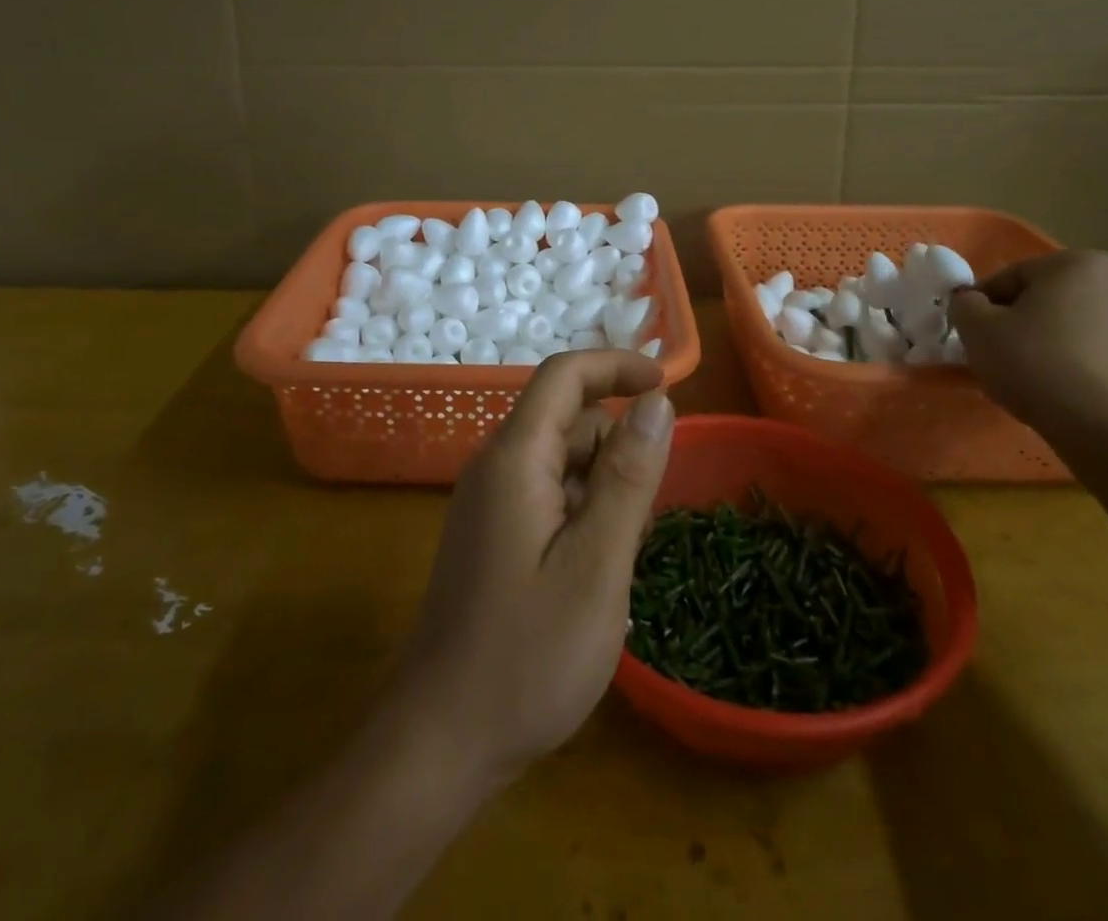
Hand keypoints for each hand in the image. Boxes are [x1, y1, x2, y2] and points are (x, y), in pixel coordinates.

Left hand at [388, 351, 675, 786]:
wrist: (440, 742)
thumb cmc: (526, 656)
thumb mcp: (596, 565)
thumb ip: (628, 478)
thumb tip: (657, 402)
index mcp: (515, 458)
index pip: (564, 376)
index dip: (616, 366)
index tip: (667, 385)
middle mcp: (495, 467)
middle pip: (566, 419)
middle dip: (616, 446)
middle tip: (646, 516)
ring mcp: (489, 503)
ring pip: (561, 461)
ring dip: (602, 485)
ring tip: (622, 555)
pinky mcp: (491, 535)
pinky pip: (547, 495)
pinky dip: (582, 511)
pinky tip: (595, 570)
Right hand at [949, 249, 1107, 435]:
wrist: (1107, 430)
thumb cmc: (1035, 364)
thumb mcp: (976, 328)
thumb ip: (964, 304)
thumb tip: (971, 302)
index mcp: (1077, 263)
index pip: (1010, 278)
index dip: (983, 305)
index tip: (972, 333)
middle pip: (1046, 298)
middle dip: (1020, 321)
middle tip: (999, 353)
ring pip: (1074, 324)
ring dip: (1049, 340)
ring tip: (1030, 375)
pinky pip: (1099, 351)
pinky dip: (1078, 362)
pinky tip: (1062, 389)